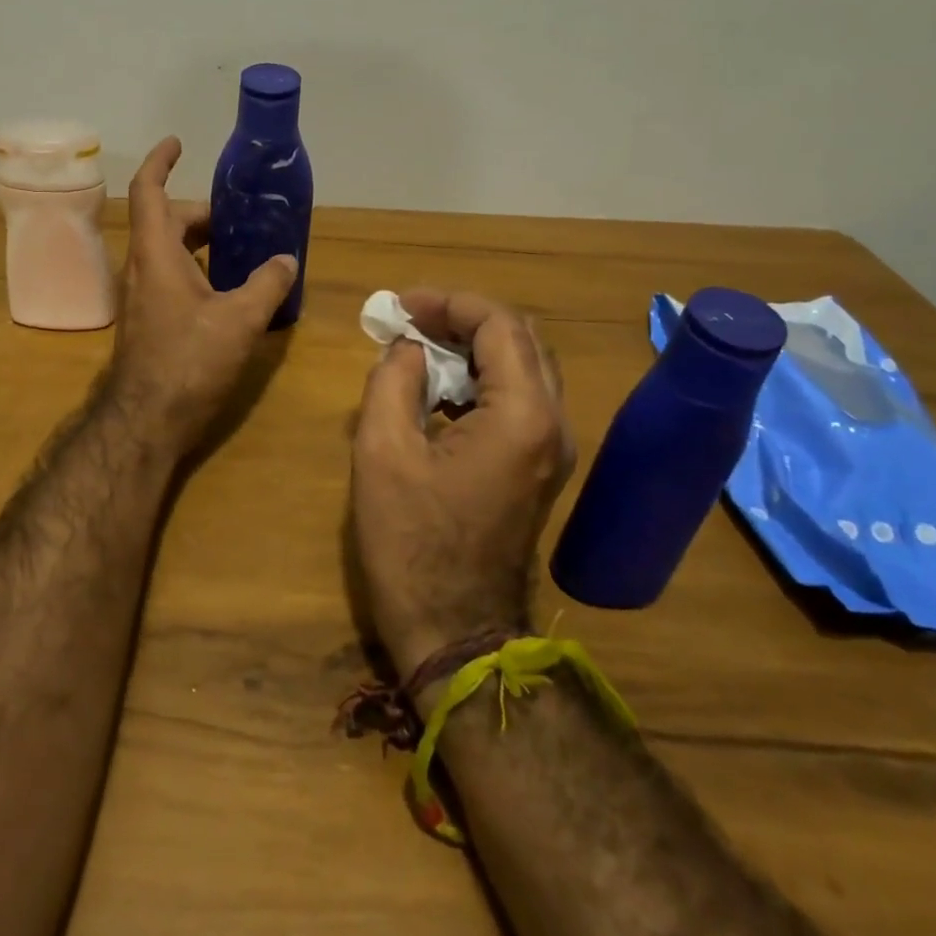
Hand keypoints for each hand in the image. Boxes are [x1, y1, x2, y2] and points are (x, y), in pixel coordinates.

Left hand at [104, 138, 298, 458]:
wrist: (147, 420)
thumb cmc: (189, 361)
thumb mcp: (239, 320)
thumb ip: (268, 284)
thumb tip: (287, 260)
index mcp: (156, 254)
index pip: (149, 191)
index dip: (161, 161)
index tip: (178, 143)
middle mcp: (142, 268)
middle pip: (166, 221)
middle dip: (201, 212)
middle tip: (240, 218)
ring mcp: (142, 297)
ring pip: (169, 253)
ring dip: (201, 244)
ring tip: (243, 250)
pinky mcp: (149, 321)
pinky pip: (172, 278)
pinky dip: (198, 271)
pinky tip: (230, 291)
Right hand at [350, 289, 576, 676]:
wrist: (455, 632)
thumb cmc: (412, 544)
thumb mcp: (382, 452)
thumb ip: (393, 381)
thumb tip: (409, 348)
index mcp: (522, 416)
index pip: (499, 324)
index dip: (449, 302)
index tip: (400, 306)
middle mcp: (553, 424)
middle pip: (521, 338)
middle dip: (464, 317)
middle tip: (410, 320)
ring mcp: (552, 449)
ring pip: (524, 366)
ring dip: (474, 346)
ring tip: (419, 345)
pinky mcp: (539, 468)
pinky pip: (518, 399)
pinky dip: (481, 378)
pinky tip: (438, 388)